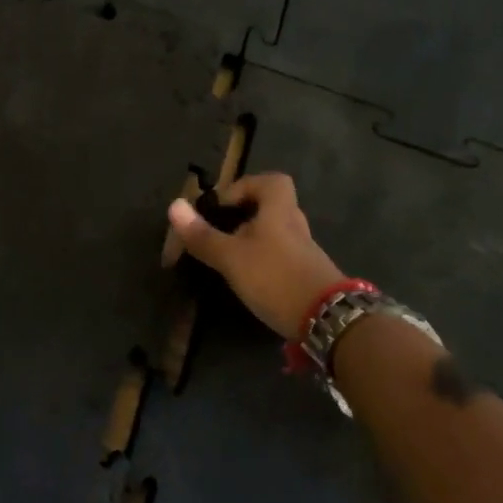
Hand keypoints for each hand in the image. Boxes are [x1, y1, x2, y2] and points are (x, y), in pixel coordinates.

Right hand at [164, 173, 344, 339]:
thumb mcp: (231, 257)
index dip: (244, 186)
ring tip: (228, 259)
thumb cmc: (276, 277)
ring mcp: (304, 251)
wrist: (329, 320)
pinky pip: (280, 255)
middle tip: (219, 234)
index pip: (271, 181)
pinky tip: (248, 279)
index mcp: (279, 210)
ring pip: (274, 233)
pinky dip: (263, 261)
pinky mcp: (307, 274)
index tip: (222, 207)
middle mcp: (294, 225)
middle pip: (271, 207)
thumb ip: (203, 234)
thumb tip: (174, 205)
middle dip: (243, 216)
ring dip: (252, 240)